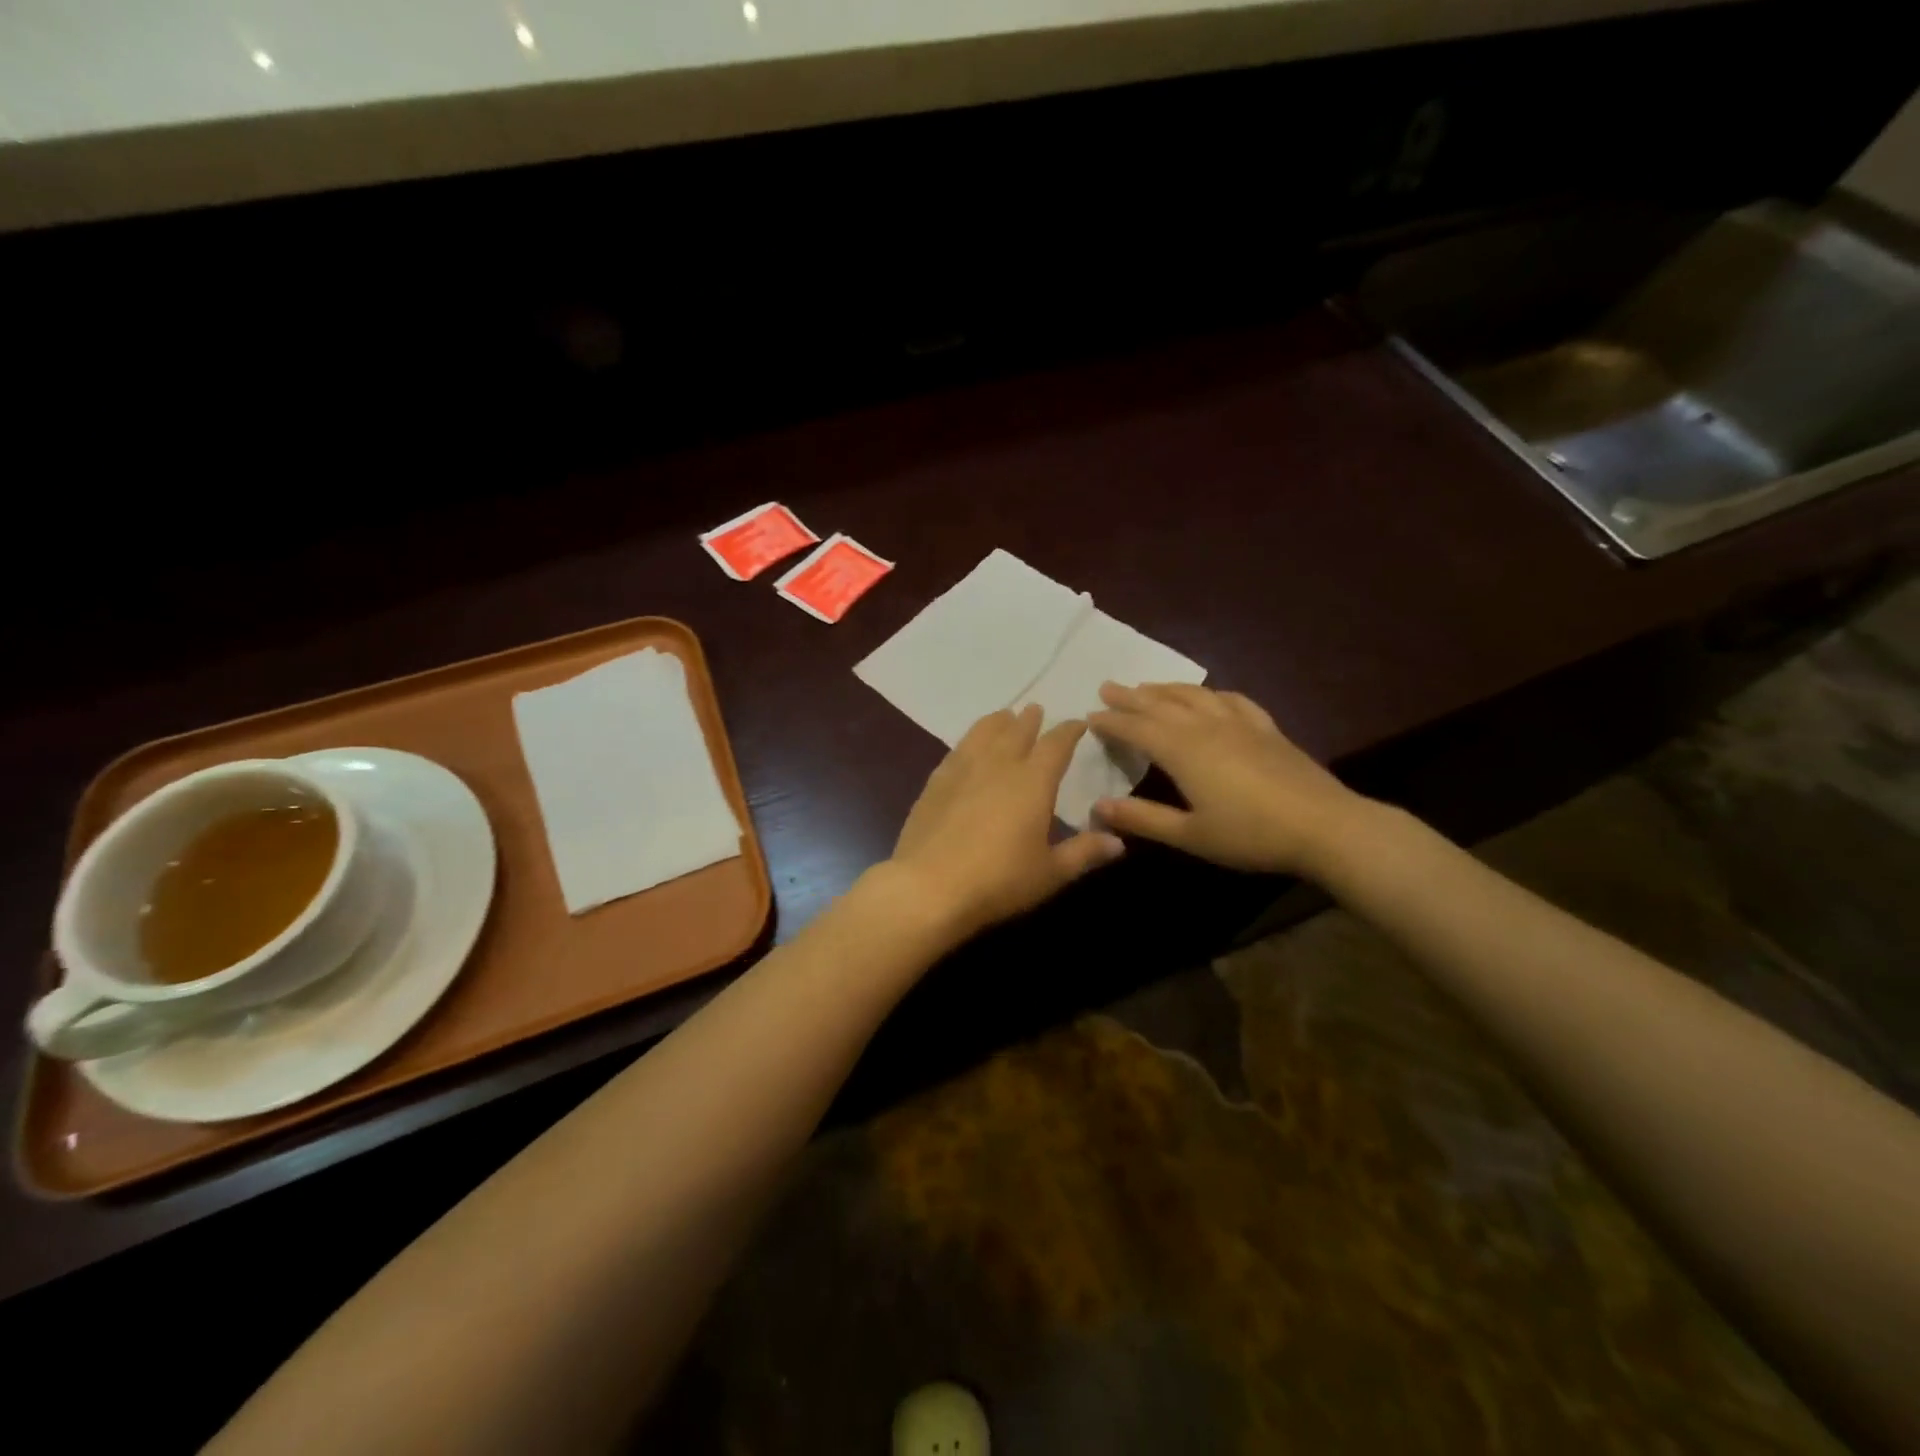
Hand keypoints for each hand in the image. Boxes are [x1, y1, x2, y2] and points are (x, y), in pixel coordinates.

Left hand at [884, 704, 1124, 941]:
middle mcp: (999, 765)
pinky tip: (968, 748)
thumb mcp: (1050, 873)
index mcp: (1033, 781)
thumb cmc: (999, 880)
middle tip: (1037, 710)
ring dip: (998, 722)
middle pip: (1017, 731)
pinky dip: (970, 740)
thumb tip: (1119, 842)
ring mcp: (962, 770)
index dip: (1069, 731)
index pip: (1056, 745)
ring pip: (983, 732)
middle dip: (1031, 720)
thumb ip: (1084, 852)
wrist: (929, 887)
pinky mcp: (935, 782)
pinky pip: (957, 749)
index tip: (1078, 724)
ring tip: (1004, 717)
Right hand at [1088, 682, 1374, 877]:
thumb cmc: (1250, 835)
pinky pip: (1233, 700)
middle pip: (1161, 704)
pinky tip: (1210, 695)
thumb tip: (1098, 806)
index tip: (1089, 715)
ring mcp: (1240, 724)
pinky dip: (1212, 693)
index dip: (1112, 721)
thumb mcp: (1190, 835)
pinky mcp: (1267, 729)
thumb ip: (1143, 818)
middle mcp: (1206, 727)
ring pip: (1195, 695)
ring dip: (1166, 688)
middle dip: (1131, 696)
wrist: (1324, 827)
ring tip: (1148, 686)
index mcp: (1183, 751)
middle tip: (1107, 686)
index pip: (1137, 728)